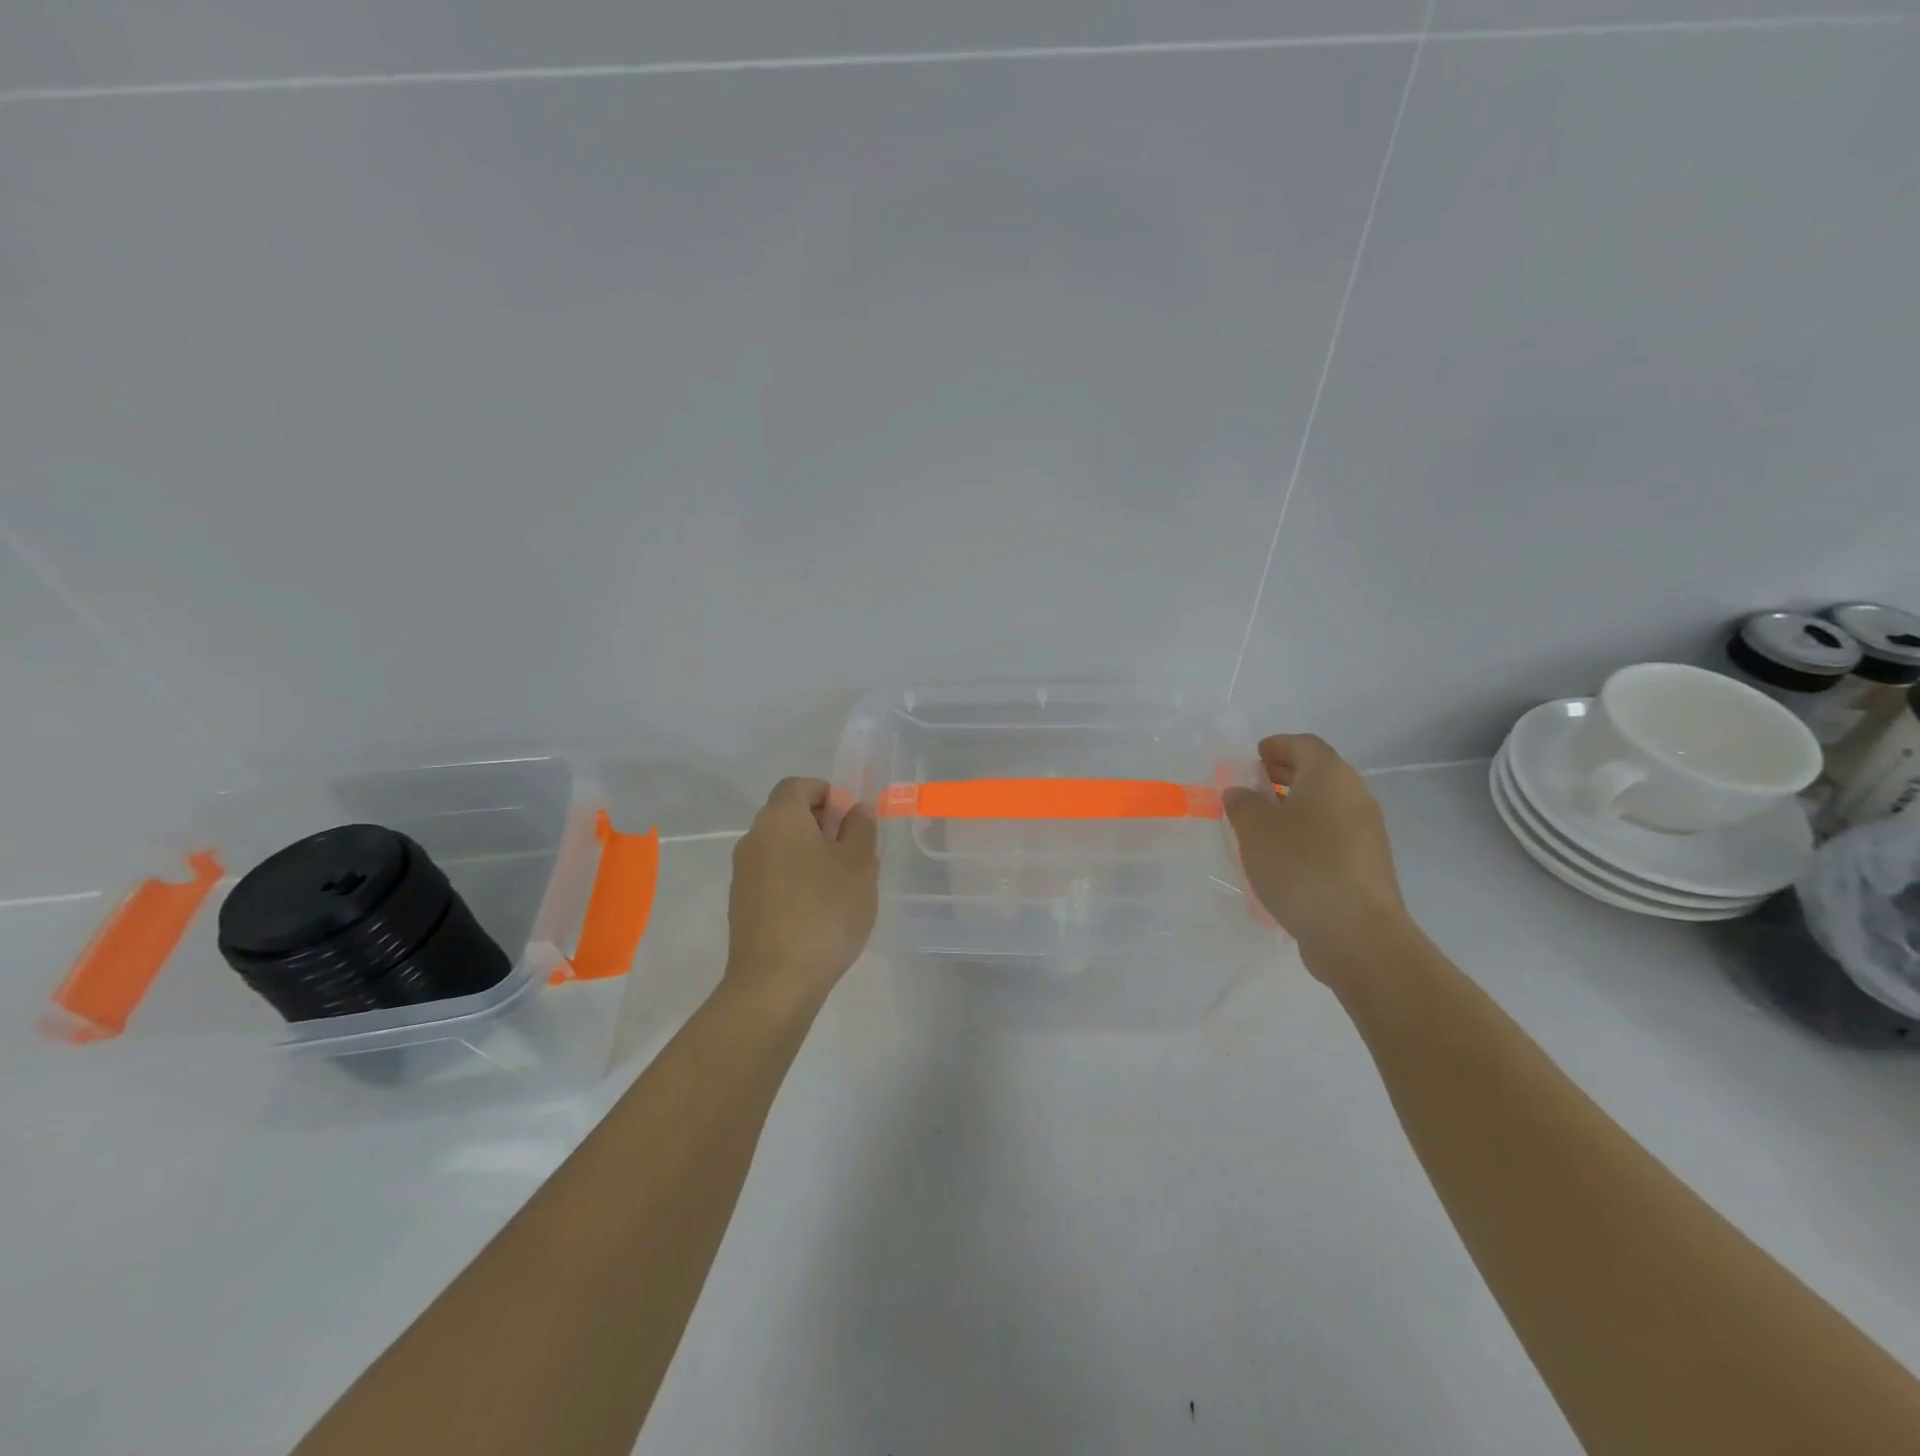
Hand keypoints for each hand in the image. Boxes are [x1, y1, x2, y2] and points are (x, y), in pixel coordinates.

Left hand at [726, 777, 878, 1012]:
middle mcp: (753, 838)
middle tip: (853, 852)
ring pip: (780, 848)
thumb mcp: (859, 865)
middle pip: (787, 816)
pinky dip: (795, 880)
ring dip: (809, 855)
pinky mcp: (741, 905)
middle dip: (821, 825)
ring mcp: (742, 874)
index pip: (798, 785)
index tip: (851, 819)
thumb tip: (855, 810)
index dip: (827, 793)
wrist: (775, 981)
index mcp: (779, 819)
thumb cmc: (824, 911)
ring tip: (840, 885)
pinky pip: (772, 877)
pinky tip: (818, 911)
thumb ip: (861, 829)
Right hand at [1223, 734, 1408, 978]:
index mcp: (1330, 776)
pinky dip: (1307, 834)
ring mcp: (1367, 833)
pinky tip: (1283, 857)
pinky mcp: (1367, 865)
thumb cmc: (1301, 867)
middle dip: (1283, 776)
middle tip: (1251, 788)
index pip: (1304, 745)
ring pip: (1326, 807)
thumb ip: (1242, 804)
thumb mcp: (1254, 830)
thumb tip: (1241, 792)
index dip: (1277, 746)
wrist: (1357, 934)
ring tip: (1260, 826)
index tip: (1252, 757)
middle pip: (1318, 774)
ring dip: (1294, 808)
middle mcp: (1355, 796)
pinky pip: (1332, 835)